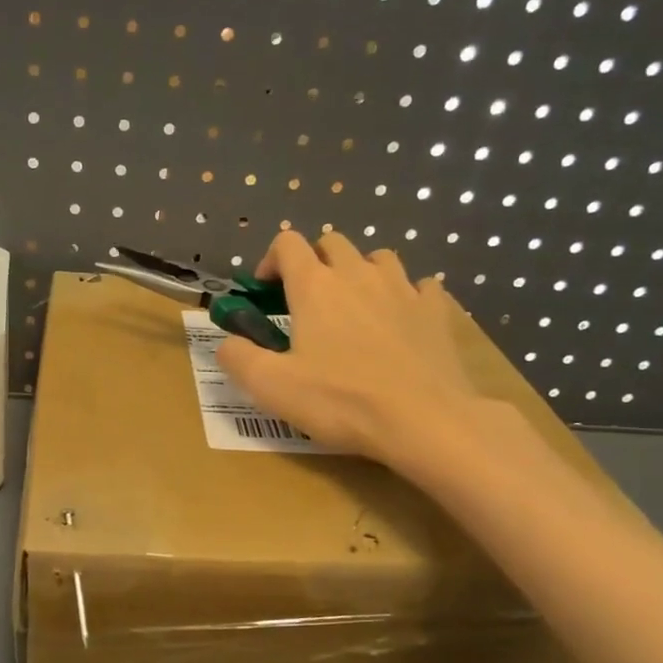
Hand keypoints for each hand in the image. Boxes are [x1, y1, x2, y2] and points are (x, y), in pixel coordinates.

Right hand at [217, 230, 485, 465]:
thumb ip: (238, 358)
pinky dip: (406, 295)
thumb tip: (227, 344)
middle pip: (332, 242)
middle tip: (307, 300)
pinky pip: (420, 286)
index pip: (287, 243)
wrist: (422, 420)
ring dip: (360, 271)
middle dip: (315, 261)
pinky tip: (401, 319)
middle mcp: (358, 274)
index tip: (266, 292)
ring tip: (354, 305)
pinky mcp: (435, 311)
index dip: (271, 260)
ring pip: (378, 257)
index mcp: (315, 287)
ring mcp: (402, 289)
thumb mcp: (270, 387)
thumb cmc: (340, 401)